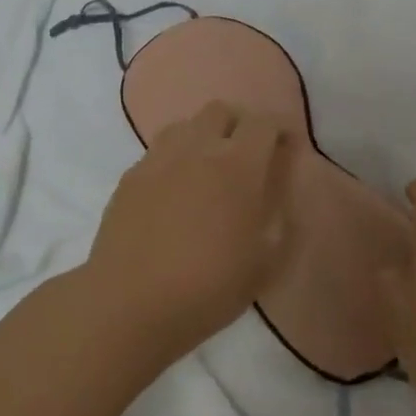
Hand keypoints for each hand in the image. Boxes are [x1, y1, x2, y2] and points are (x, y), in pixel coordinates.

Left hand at [83, 102, 296, 367]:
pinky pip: (157, 152)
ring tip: (208, 166)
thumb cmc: (208, 288)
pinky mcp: (129, 178)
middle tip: (248, 153)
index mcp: (238, 166)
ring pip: (185, 125)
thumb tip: (282, 197)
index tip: (287, 146)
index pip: (264, 123)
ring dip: (203, 135)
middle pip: (221, 110)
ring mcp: (158, 160)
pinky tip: (174, 189)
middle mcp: (198, 150)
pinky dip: (174, 159)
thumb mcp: (264, 265)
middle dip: (240, 123)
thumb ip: (282, 223)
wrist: (129, 305)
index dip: (280, 128)